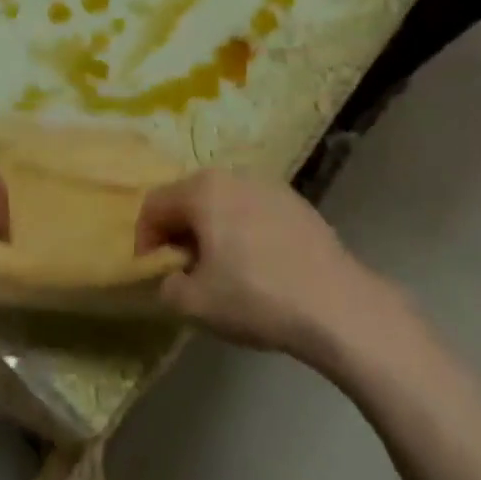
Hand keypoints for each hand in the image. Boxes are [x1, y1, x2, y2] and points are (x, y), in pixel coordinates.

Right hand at [136, 170, 379, 364]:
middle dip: (180, 232)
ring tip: (224, 271)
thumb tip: (173, 276)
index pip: (155, 204)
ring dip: (213, 230)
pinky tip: (260, 267)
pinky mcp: (296, 202)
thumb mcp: (196, 304)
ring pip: (224, 203)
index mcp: (202, 190)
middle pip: (190, 198)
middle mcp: (232, 176)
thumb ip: (168, 286)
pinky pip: (254, 211)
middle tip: (185, 271)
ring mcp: (268, 185)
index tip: (154, 273)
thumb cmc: (256, 297)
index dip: (145, 239)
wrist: (335, 303)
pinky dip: (244, 231)